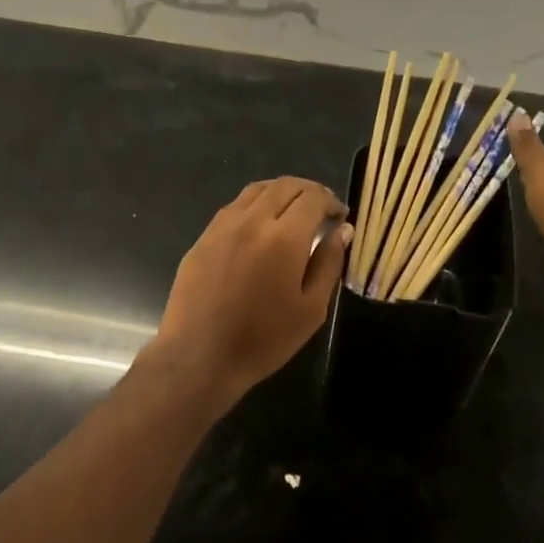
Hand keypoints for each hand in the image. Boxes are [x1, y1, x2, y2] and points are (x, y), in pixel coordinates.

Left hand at [149, 177, 351, 404]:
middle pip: (285, 186)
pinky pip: (234, 208)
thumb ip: (329, 263)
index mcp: (283, 237)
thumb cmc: (264, 339)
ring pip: (256, 191)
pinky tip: (260, 227)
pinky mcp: (203, 238)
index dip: (331, 202)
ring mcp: (222, 227)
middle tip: (321, 210)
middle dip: (309, 191)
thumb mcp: (311, 309)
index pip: (312, 198)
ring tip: (293, 212)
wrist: (200, 356)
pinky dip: (255, 205)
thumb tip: (343, 230)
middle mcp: (252, 221)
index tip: (340, 217)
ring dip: (281, 193)